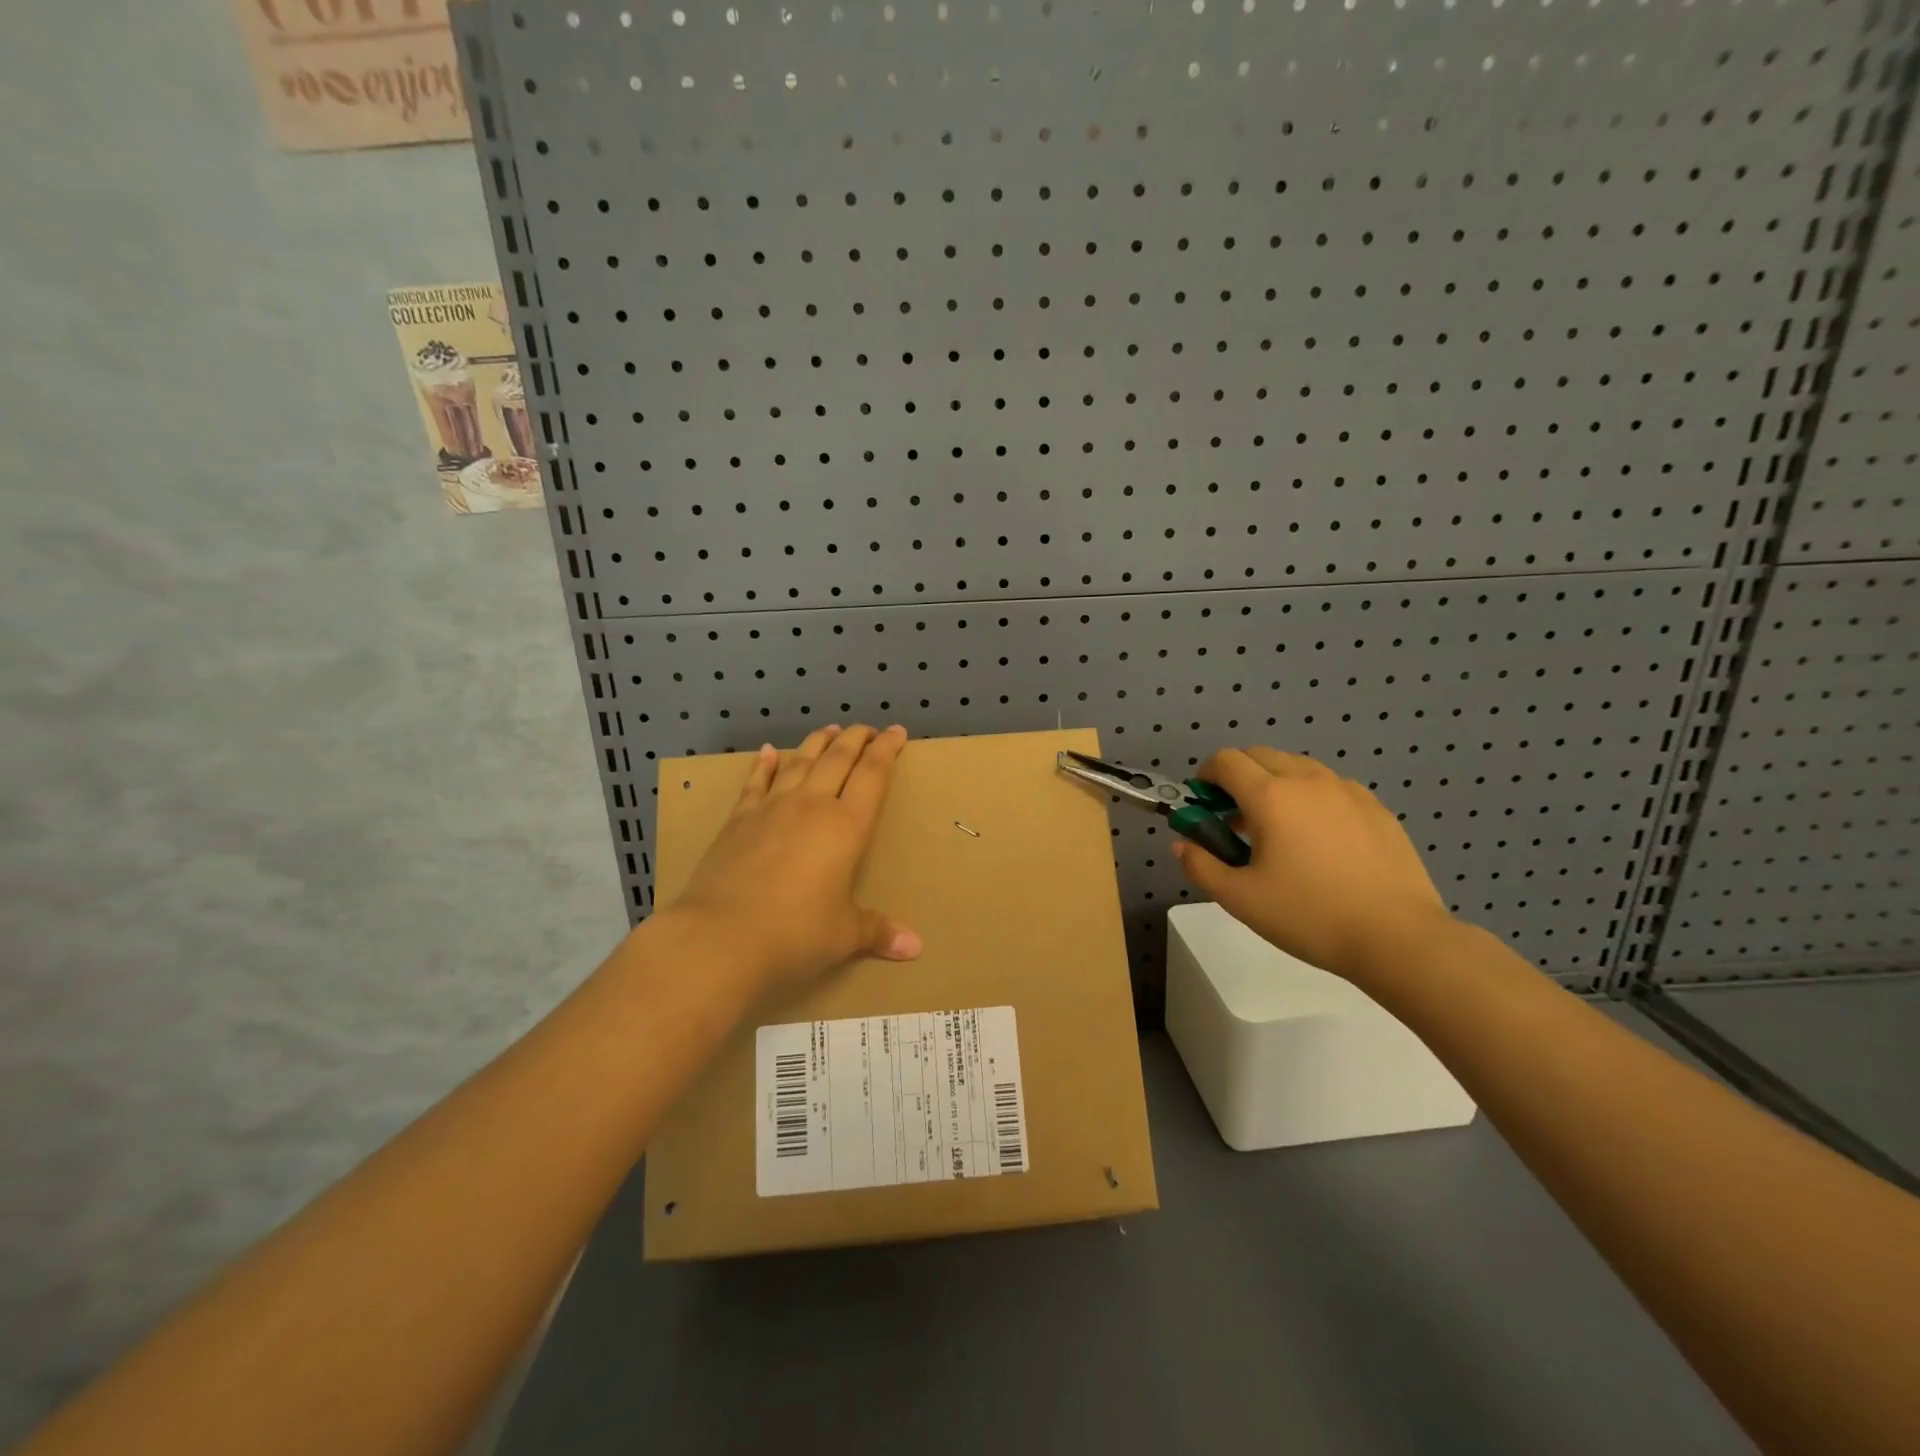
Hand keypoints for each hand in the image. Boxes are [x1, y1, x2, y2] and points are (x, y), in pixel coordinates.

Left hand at [670, 724, 921, 992]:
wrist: (720, 936)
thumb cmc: (795, 934)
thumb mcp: (843, 935)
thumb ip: (878, 931)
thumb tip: (915, 947)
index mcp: (846, 826)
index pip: (873, 775)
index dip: (887, 750)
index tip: (897, 732)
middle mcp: (811, 806)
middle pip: (838, 759)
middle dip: (856, 739)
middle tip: (867, 728)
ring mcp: (771, 809)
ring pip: (800, 762)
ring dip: (817, 743)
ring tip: (829, 730)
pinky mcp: (738, 820)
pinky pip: (756, 782)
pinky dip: (765, 764)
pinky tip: (768, 751)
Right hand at [1171, 746, 1454, 982]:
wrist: (1399, 938)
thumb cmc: (1309, 916)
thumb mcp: (1240, 899)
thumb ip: (1201, 865)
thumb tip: (1182, 843)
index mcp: (1270, 796)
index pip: (1225, 761)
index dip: (1205, 777)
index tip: (1204, 807)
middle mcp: (1307, 780)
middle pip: (1259, 755)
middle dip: (1238, 777)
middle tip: (1234, 819)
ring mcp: (1347, 790)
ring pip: (1297, 767)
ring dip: (1274, 784)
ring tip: (1278, 830)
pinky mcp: (1376, 807)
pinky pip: (1330, 786)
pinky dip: (1310, 798)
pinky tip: (1319, 840)